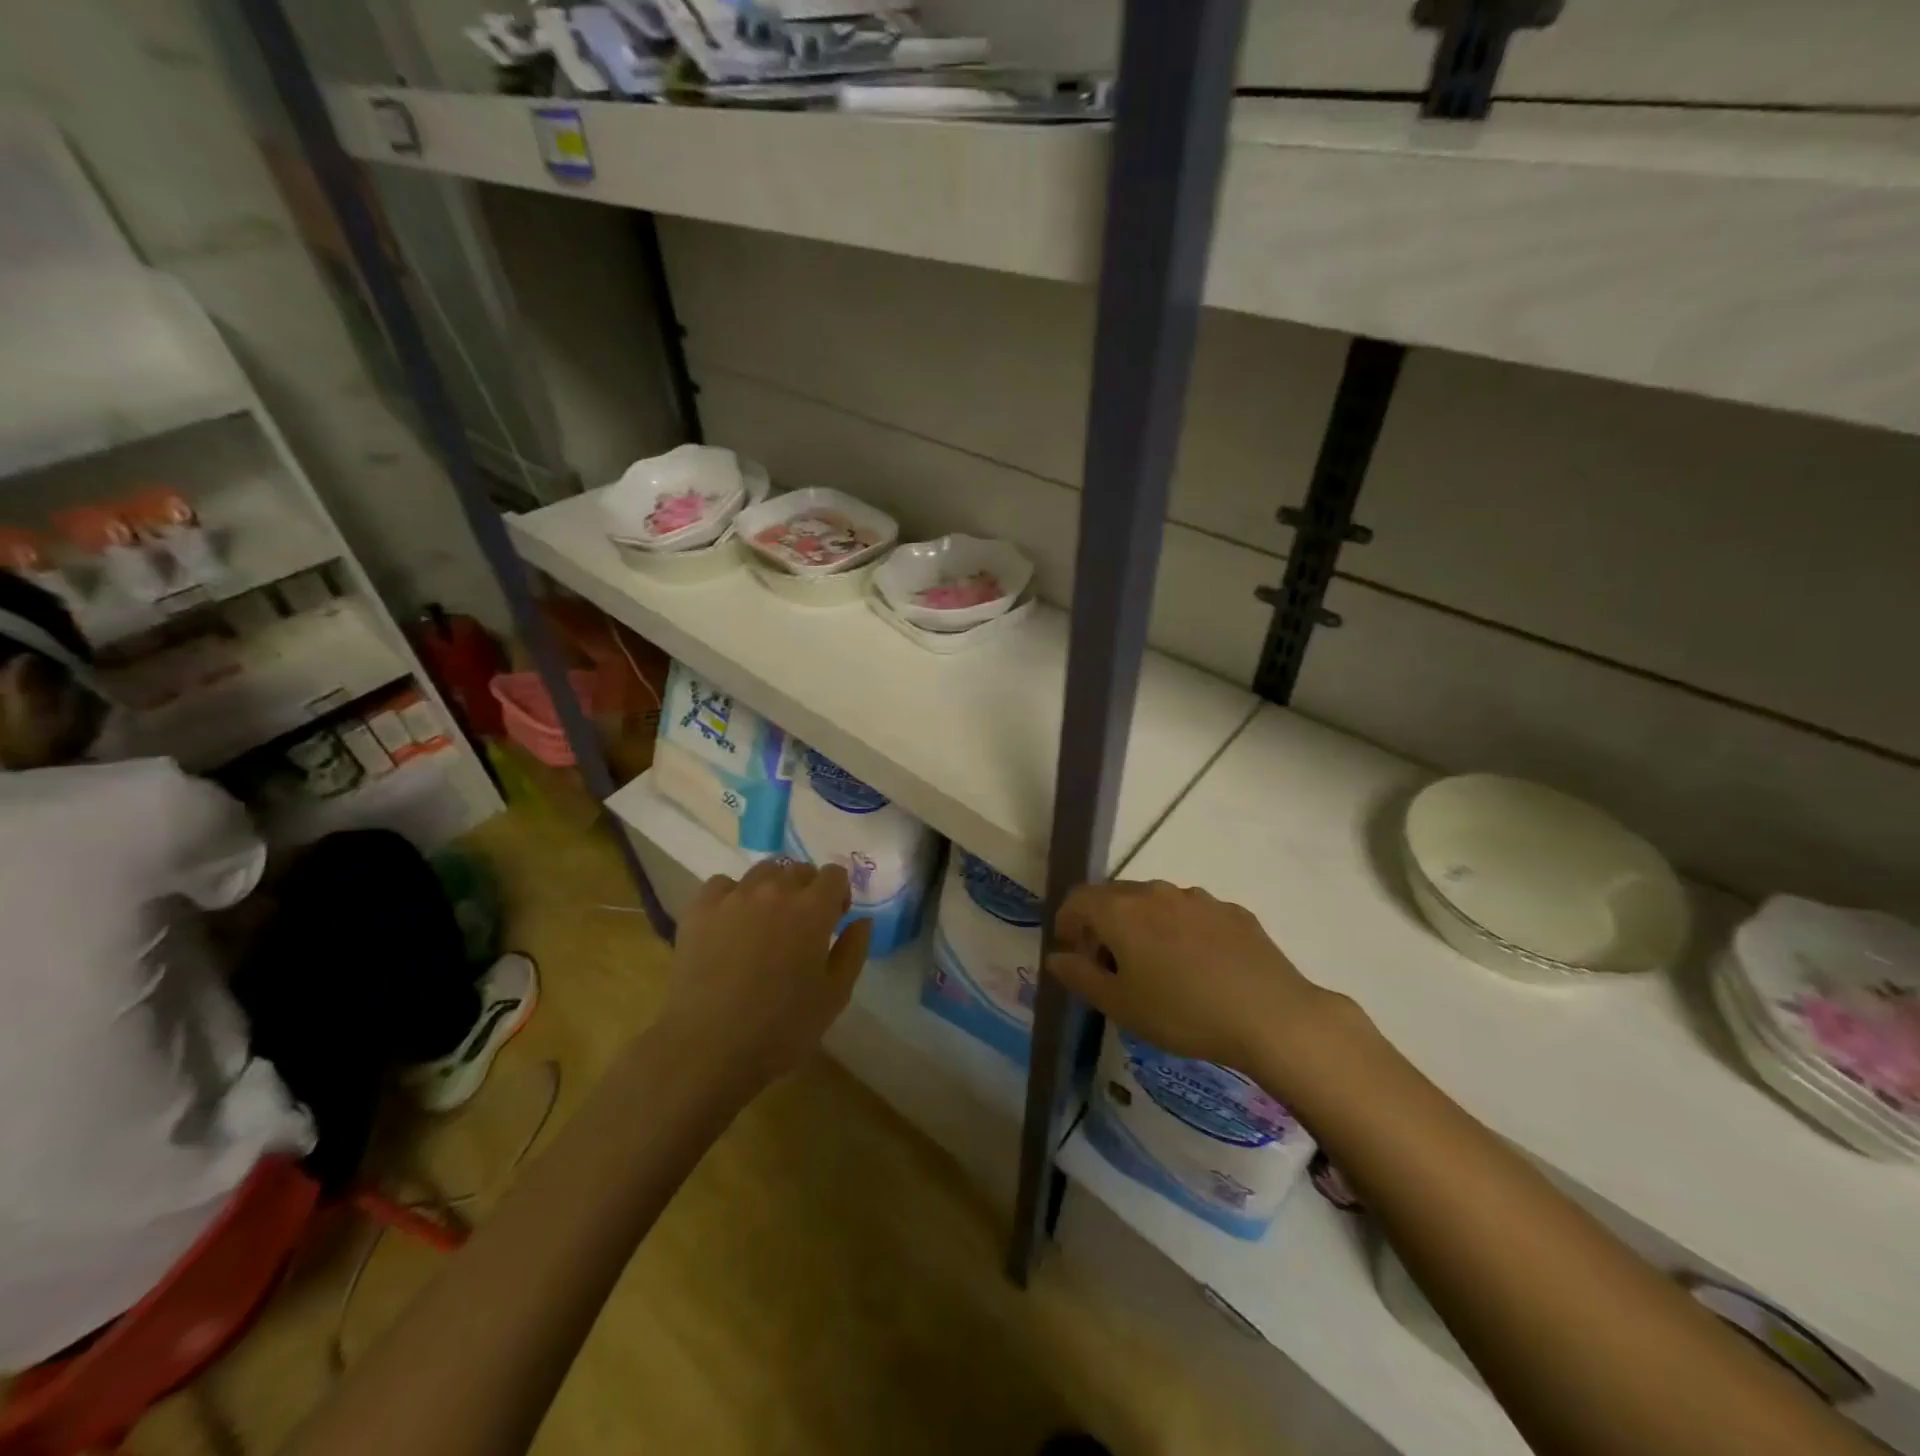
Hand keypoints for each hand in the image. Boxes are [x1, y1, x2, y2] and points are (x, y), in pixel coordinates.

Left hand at [660, 859, 871, 1086]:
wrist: (708, 1048)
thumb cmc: (781, 1028)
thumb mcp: (834, 996)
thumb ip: (853, 951)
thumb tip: (861, 920)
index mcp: (813, 909)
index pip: (834, 874)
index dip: (838, 894)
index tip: (834, 920)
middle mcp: (775, 891)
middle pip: (798, 870)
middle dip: (806, 890)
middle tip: (800, 925)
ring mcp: (734, 896)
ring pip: (761, 872)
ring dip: (771, 889)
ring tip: (764, 922)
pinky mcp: (700, 909)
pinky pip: (722, 885)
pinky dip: (732, 896)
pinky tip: (729, 924)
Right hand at [1046, 880, 1335, 1074]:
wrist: (1271, 1015)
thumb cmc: (1182, 1013)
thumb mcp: (1121, 1005)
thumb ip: (1080, 977)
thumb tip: (1056, 957)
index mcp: (1121, 911)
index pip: (1078, 899)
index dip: (1067, 921)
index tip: (1071, 950)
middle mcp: (1156, 892)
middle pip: (1115, 896)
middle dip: (1103, 923)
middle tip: (1109, 963)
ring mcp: (1197, 898)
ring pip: (1155, 902)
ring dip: (1142, 924)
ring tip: (1154, 965)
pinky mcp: (1231, 911)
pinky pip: (1191, 913)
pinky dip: (1179, 930)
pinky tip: (1197, 965)